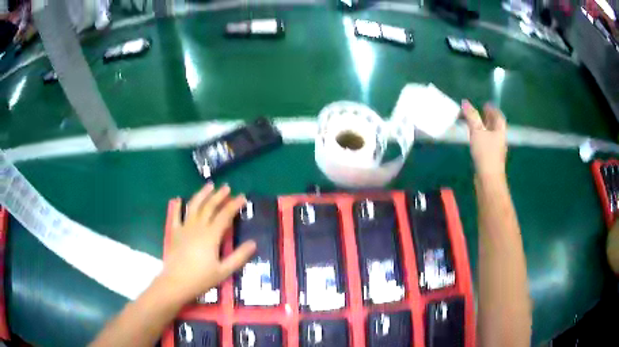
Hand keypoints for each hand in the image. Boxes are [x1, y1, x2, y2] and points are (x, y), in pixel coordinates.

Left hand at [160, 184, 255, 302]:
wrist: (176, 282)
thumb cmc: (201, 278)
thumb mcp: (224, 271)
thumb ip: (239, 256)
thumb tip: (253, 243)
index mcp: (211, 235)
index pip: (225, 215)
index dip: (234, 205)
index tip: (242, 197)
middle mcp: (198, 227)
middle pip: (209, 207)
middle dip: (219, 196)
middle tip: (227, 187)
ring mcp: (184, 228)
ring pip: (194, 206)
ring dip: (202, 195)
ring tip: (209, 186)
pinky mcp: (175, 232)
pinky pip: (176, 216)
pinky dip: (178, 206)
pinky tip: (179, 199)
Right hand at [461, 100, 506, 177]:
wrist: (489, 178)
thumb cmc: (485, 153)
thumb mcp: (477, 131)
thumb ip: (472, 117)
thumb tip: (465, 102)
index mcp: (500, 130)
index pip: (498, 116)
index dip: (492, 109)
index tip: (485, 105)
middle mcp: (500, 139)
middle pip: (495, 125)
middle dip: (488, 118)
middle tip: (480, 112)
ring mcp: (496, 149)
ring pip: (491, 134)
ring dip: (484, 128)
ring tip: (475, 124)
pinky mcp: (490, 158)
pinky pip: (486, 143)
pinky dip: (481, 137)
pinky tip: (475, 140)